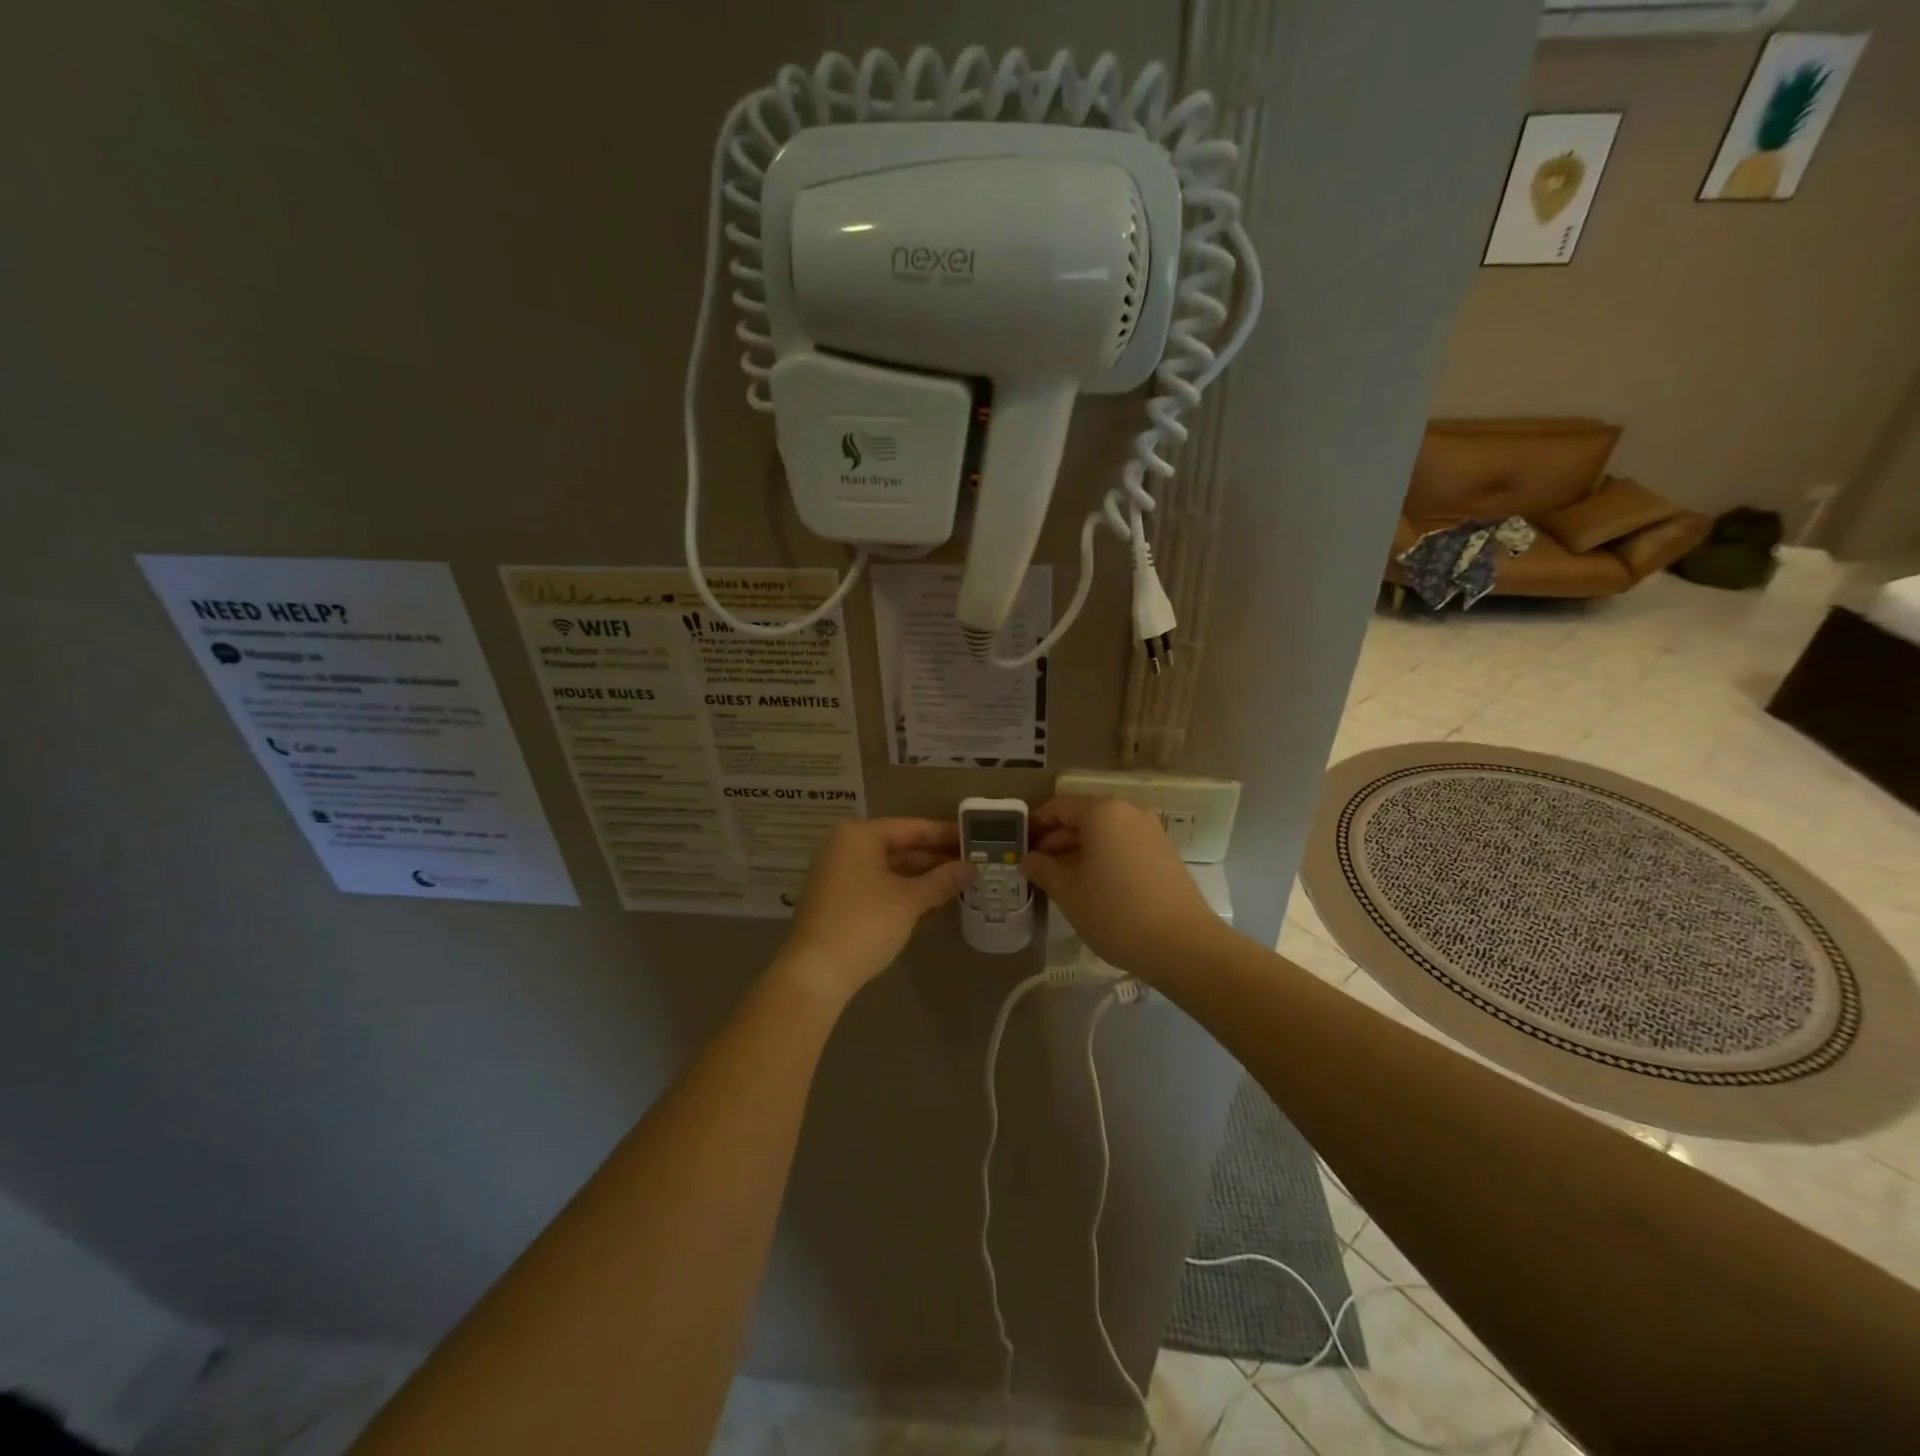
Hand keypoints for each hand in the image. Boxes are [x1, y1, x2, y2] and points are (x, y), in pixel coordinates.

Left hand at [777, 818, 971, 1001]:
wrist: (815, 974)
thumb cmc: (865, 924)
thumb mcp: (909, 900)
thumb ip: (942, 880)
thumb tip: (971, 868)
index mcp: (859, 836)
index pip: (912, 827)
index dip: (945, 834)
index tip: (975, 839)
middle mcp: (846, 847)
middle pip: (900, 846)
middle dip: (936, 858)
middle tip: (974, 864)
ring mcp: (839, 875)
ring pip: (890, 869)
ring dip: (923, 877)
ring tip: (961, 883)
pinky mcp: (839, 900)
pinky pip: (879, 886)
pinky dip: (904, 892)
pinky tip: (934, 902)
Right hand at [1023, 796, 1226, 984]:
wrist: (1184, 945)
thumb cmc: (1115, 911)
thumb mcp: (1068, 891)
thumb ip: (1043, 869)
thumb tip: (1029, 859)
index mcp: (1102, 812)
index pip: (1059, 807)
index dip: (1036, 825)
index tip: (1020, 847)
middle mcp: (1129, 813)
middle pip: (1084, 818)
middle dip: (1057, 841)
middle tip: (1036, 868)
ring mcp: (1151, 833)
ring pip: (1105, 835)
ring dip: (1079, 852)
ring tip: (1061, 882)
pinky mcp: (1165, 855)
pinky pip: (1124, 847)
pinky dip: (1104, 860)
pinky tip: (1093, 888)